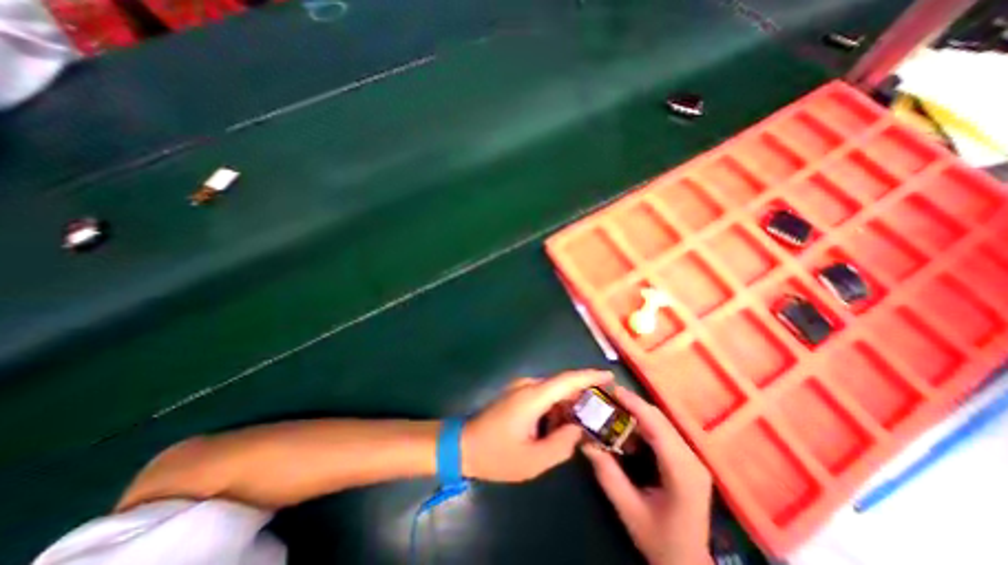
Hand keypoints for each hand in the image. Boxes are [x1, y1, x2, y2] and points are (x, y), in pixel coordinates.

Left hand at [460, 372, 610, 479]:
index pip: (567, 380)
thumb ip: (562, 444)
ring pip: (554, 391)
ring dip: (570, 404)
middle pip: (563, 384)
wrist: (463, 445)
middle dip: (584, 395)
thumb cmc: (496, 455)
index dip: (590, 376)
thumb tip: (579, 429)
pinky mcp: (517, 394)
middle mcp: (528, 385)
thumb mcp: (533, 460)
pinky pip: (544, 395)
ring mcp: (521, 388)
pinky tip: (562, 425)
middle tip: (604, 410)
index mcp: (533, 396)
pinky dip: (557, 407)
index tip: (610, 377)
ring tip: (587, 422)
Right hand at [580, 387, 711, 564]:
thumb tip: (585, 441)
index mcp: (682, 472)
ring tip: (612, 408)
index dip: (635, 404)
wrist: (688, 564)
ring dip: (636, 413)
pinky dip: (642, 424)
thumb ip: (606, 473)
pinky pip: (663, 432)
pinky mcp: (687, 460)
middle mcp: (692, 459)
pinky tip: (627, 428)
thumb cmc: (659, 540)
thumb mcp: (628, 509)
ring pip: (661, 423)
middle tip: (606, 397)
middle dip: (632, 404)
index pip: (657, 427)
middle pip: (660, 420)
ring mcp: (692, 459)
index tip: (613, 390)